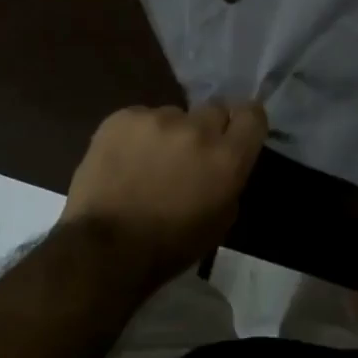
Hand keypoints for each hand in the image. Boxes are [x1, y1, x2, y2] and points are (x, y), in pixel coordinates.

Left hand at [61, 102, 267, 284]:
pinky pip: (139, 118)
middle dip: (206, 128)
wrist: (104, 247)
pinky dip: (136, 135)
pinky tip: (123, 160)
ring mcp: (157, 118)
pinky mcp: (123, 116)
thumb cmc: (169, 246)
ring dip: (168, 133)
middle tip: (189, 153)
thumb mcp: (219, 221)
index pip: (252, 115)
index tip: (234, 133)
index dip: (244, 122)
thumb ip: (229, 179)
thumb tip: (222, 159)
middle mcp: (197, 129)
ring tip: (147, 162)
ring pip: (173, 115)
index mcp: (226, 158)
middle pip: (213, 109)